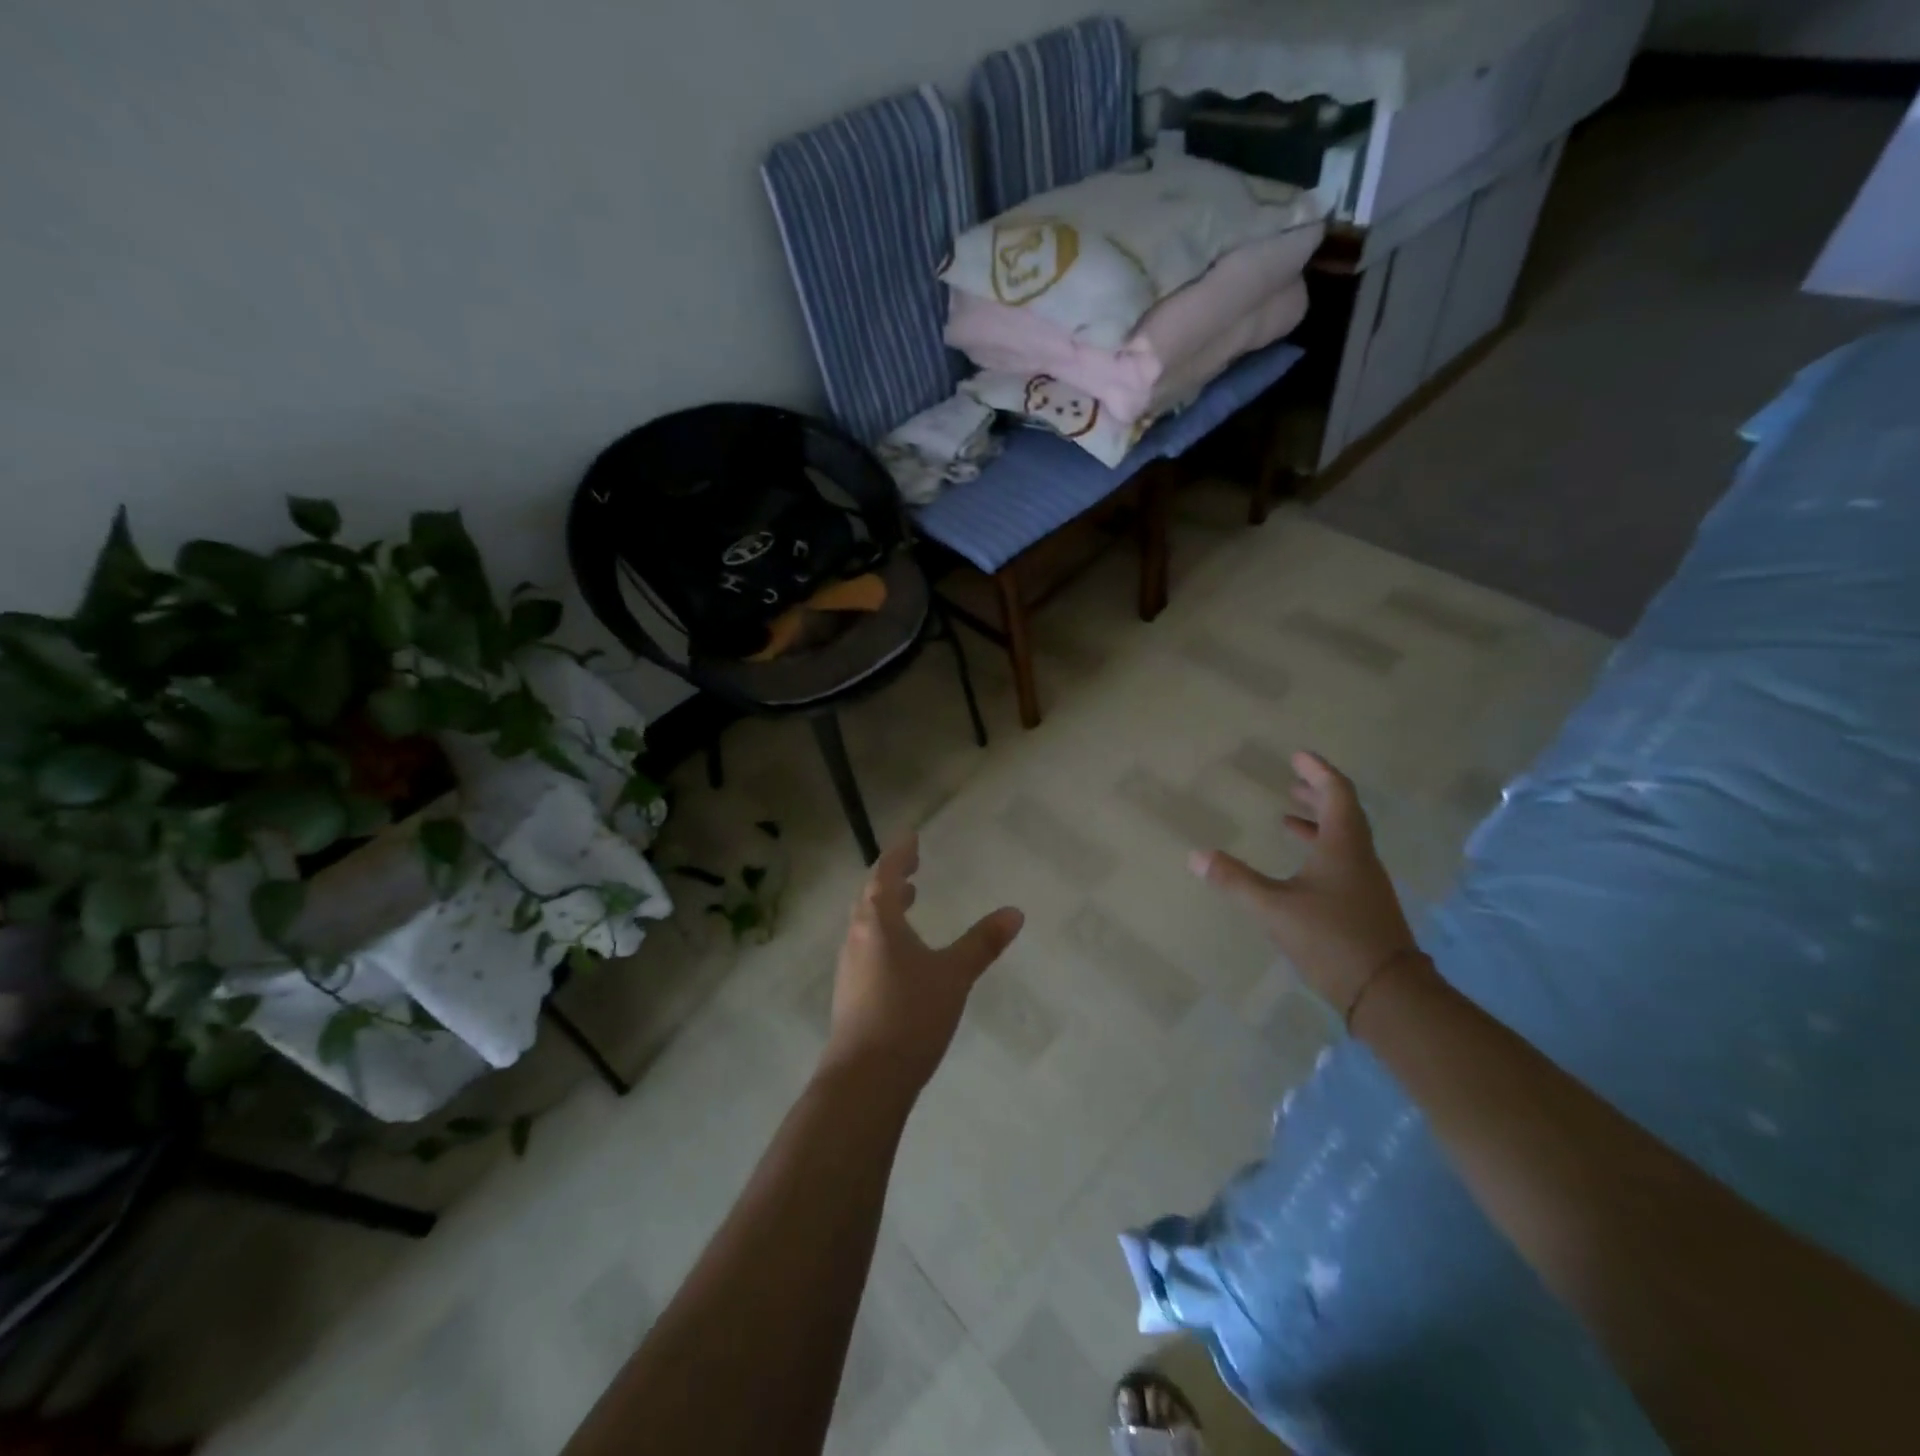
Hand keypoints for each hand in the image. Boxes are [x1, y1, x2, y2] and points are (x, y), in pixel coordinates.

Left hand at [823, 837, 1024, 1093]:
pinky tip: (902, 955)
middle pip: (870, 896)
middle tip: (911, 867)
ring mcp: (850, 967)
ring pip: (867, 924)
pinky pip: (867, 947)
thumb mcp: (953, 976)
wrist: (864, 1079)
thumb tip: (1014, 912)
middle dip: (891, 878)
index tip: (911, 837)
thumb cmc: (910, 1015)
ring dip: (886, 907)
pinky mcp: (851, 993)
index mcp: (877, 923)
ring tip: (909, 903)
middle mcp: (857, 938)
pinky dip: (884, 934)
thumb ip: (982, 943)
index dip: (899, 854)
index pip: (885, 874)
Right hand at [1190, 752, 1418, 1017]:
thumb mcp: (1274, 908)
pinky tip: (1299, 870)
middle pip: (1343, 813)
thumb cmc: (1331, 939)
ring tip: (1287, 820)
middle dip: (1316, 794)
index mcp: (1343, 846)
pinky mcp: (1364, 906)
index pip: (1337, 794)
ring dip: (1317, 824)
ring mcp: (1365, 883)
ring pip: (1343, 839)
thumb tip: (1196, 855)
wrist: (1387, 993)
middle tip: (1292, 782)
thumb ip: (1235, 881)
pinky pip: (1342, 862)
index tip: (1298, 756)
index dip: (1317, 772)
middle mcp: (1359, 858)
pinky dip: (1319, 851)